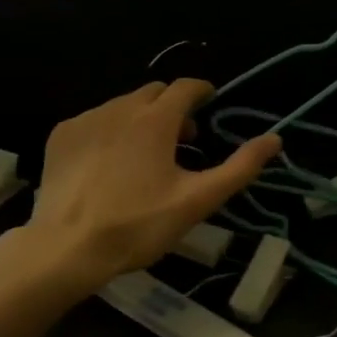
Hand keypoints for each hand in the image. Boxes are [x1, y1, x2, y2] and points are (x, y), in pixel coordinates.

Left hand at [23, 79, 280, 293]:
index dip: (202, 91)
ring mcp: (87, 119)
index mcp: (156, 118)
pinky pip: (95, 120)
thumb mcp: (197, 200)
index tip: (210, 103)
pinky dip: (109, 130)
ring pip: (123, 105)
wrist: (65, 249)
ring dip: (141, 118)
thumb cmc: (138, 224)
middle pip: (155, 93)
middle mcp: (120, 107)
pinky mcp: (61, 136)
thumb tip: (275, 138)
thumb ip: (239, 167)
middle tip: (182, 140)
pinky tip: (109, 163)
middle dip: (172, 108)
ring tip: (145, 155)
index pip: (186, 87)